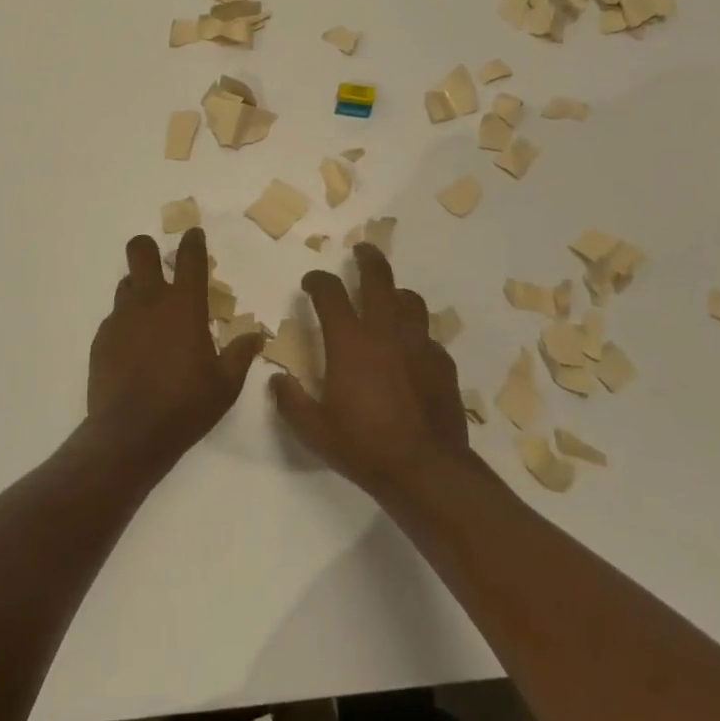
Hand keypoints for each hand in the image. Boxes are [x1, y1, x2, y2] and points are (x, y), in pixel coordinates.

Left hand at [86, 228, 264, 470]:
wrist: (130, 434)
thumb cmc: (186, 405)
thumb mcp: (226, 384)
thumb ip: (241, 354)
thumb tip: (257, 336)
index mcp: (184, 305)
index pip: (190, 258)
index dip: (193, 241)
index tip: (194, 235)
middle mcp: (150, 301)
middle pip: (140, 251)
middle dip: (149, 249)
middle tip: (162, 264)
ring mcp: (121, 318)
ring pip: (126, 283)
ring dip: (139, 288)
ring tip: (152, 314)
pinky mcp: (102, 338)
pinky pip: (115, 318)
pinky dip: (127, 323)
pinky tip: (135, 348)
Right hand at [269, 243, 471, 498]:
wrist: (426, 470)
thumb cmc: (364, 447)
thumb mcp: (314, 430)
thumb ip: (290, 401)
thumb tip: (276, 380)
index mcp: (350, 342)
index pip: (330, 293)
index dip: (317, 281)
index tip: (311, 282)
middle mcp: (386, 332)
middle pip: (378, 278)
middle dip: (367, 259)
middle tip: (361, 251)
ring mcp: (419, 344)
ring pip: (410, 300)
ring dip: (395, 293)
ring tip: (388, 298)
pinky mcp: (442, 363)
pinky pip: (427, 335)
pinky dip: (415, 333)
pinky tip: (410, 351)